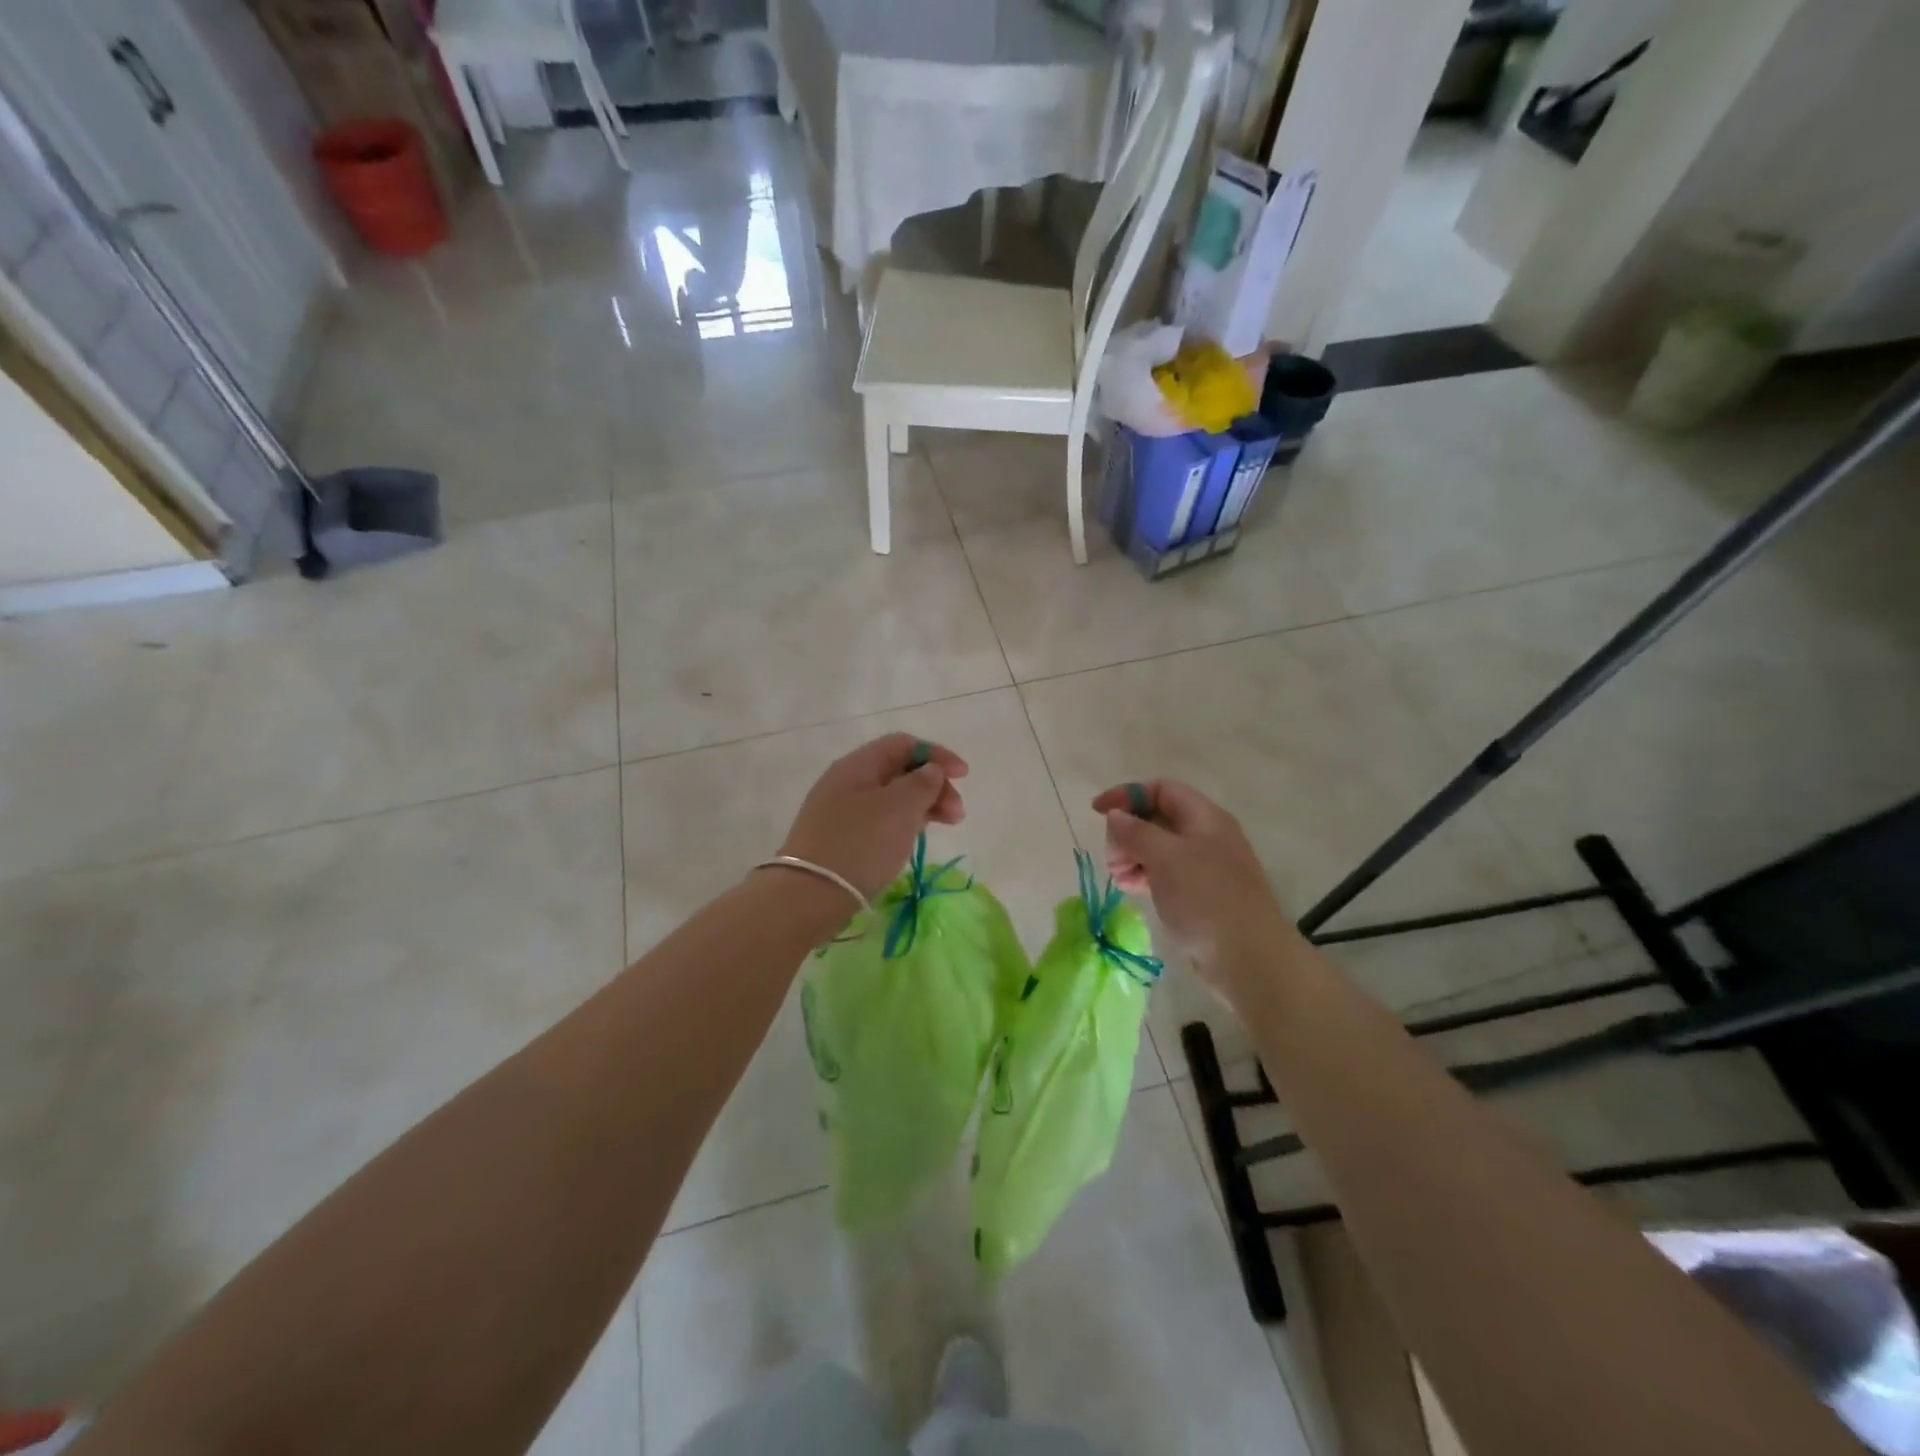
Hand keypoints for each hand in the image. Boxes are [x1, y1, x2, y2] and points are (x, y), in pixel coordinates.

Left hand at [780, 734, 967, 899]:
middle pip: (899, 771)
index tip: (964, 776)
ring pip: (891, 798)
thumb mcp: (900, 807)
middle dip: (934, 785)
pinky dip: (904, 824)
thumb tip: (930, 771)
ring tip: (945, 827)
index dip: (937, 754)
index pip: (903, 744)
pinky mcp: (840, 838)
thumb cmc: (861, 844)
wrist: (809, 895)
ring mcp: (840, 811)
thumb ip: (922, 783)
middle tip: (958, 814)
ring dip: (923, 806)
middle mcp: (846, 781)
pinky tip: (914, 840)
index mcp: (858, 764)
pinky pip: (879, 820)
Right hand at [1092, 780, 1300, 999]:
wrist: (1249, 957)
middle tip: (1113, 858)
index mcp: (1204, 817)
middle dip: (1127, 832)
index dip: (1127, 795)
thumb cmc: (1205, 898)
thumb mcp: (1164, 856)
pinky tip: (1130, 889)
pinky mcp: (1201, 895)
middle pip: (1157, 818)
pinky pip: (1166, 873)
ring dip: (1132, 856)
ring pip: (1159, 848)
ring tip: (1119, 878)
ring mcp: (1205, 867)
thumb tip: (1115, 816)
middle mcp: (1206, 836)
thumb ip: (1135, 831)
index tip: (1097, 813)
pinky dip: (1144, 875)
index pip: (1161, 789)